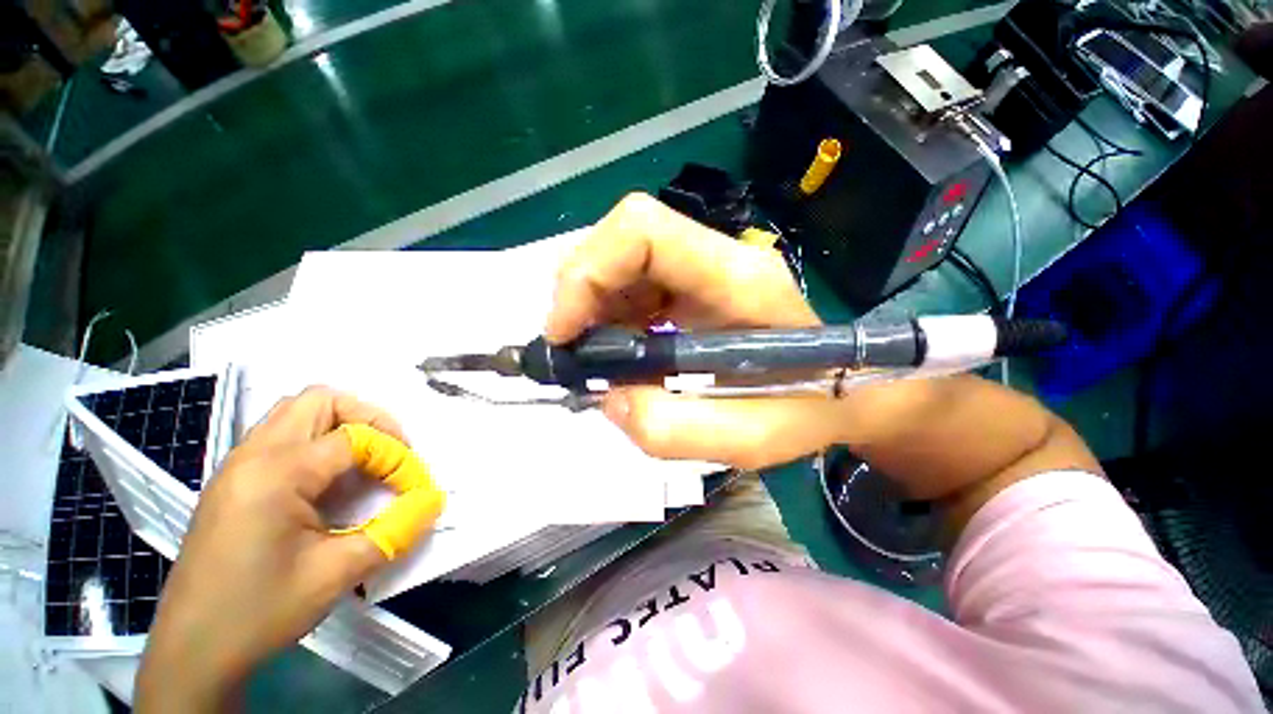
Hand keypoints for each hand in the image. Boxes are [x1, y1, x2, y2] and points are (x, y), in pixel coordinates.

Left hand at [135, 387, 443, 711]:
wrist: (193, 652)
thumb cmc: (259, 612)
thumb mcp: (337, 573)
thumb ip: (396, 530)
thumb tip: (433, 501)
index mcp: (275, 473)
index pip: (356, 438)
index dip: (397, 457)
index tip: (416, 489)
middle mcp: (253, 456)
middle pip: (321, 400)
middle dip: (369, 419)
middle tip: (392, 453)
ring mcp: (239, 466)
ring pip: (299, 412)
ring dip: (343, 426)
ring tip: (368, 462)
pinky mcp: (236, 482)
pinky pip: (284, 436)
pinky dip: (320, 442)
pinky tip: (333, 481)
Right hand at [546, 193, 850, 469]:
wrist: (844, 387)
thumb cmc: (808, 410)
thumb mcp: (752, 439)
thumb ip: (676, 430)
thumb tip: (611, 399)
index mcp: (737, 278)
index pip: (643, 231)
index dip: (587, 272)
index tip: (564, 333)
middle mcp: (717, 257)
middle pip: (624, 239)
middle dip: (580, 292)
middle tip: (573, 351)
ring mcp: (703, 267)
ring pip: (621, 261)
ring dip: (591, 307)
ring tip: (596, 358)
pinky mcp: (692, 285)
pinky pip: (632, 284)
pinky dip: (607, 316)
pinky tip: (618, 351)